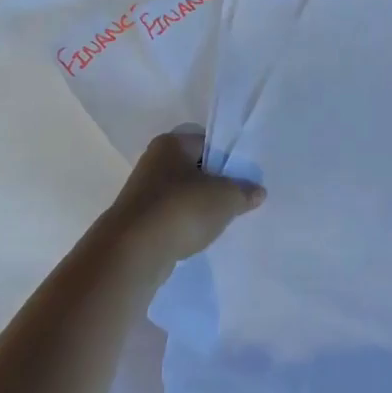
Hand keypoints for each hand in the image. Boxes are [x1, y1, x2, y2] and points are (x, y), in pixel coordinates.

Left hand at [108, 127, 265, 265]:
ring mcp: (144, 191)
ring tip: (222, 221)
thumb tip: (258, 191)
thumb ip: (244, 191)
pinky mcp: (139, 219)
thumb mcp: (225, 198)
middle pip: (195, 167)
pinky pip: (171, 215)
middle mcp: (154, 161)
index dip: (229, 158)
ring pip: (183, 193)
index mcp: (171, 143)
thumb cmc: (181, 209)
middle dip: (217, 183)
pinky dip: (185, 223)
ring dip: (201, 206)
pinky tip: (199, 237)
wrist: (133, 251)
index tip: (247, 177)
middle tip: (239, 199)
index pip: (208, 142)